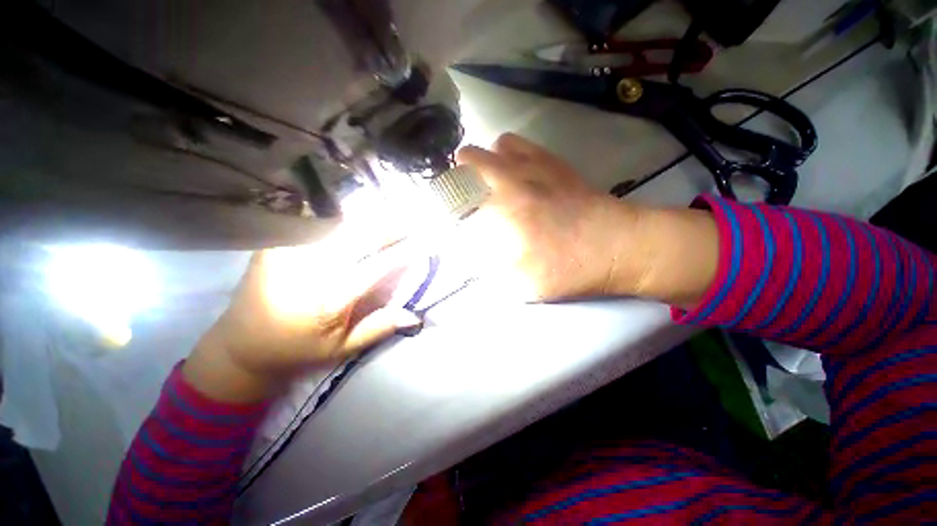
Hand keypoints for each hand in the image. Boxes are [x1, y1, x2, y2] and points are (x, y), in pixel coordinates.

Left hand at [183, 240, 421, 402]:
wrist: (240, 346)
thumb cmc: (297, 350)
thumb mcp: (342, 349)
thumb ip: (379, 327)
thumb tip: (414, 316)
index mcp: (331, 298)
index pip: (378, 266)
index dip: (404, 252)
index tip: (424, 243)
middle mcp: (313, 269)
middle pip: (360, 236)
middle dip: (390, 225)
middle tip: (411, 220)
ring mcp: (292, 253)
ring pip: (340, 225)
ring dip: (369, 217)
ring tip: (390, 213)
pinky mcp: (277, 245)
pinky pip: (316, 224)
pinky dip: (342, 218)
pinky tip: (355, 217)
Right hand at [453, 134, 645, 301]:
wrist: (618, 245)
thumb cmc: (571, 267)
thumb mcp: (525, 285)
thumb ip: (489, 276)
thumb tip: (468, 265)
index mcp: (504, 209)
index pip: (457, 198)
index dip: (444, 207)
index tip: (445, 220)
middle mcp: (513, 179)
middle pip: (467, 158)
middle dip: (455, 175)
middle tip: (460, 197)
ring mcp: (535, 165)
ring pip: (494, 146)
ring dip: (483, 161)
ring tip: (486, 182)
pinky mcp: (552, 162)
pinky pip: (519, 144)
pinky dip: (507, 154)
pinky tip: (512, 172)